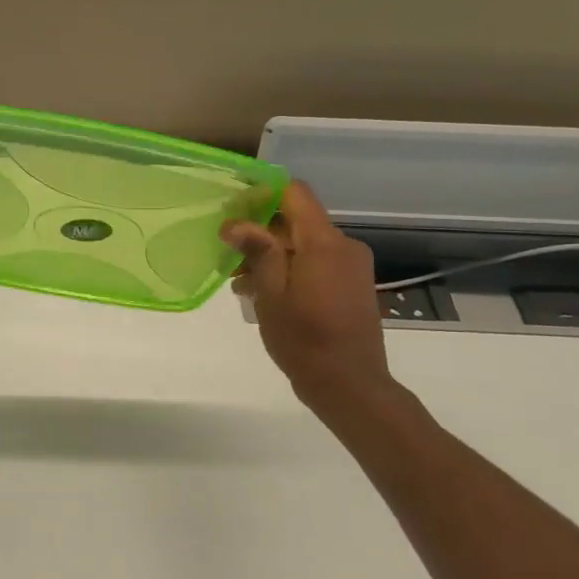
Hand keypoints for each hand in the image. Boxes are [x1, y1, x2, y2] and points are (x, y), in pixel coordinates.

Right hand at [222, 181, 393, 409]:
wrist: (350, 385)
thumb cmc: (304, 339)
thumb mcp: (271, 294)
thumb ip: (257, 252)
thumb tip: (235, 222)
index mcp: (324, 243)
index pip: (295, 193)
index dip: (262, 193)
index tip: (233, 209)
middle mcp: (344, 246)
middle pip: (297, 219)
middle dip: (260, 231)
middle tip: (227, 253)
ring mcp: (351, 266)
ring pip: (304, 243)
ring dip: (272, 254)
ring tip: (240, 282)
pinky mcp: (352, 285)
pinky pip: (316, 262)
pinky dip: (289, 269)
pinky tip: (264, 293)